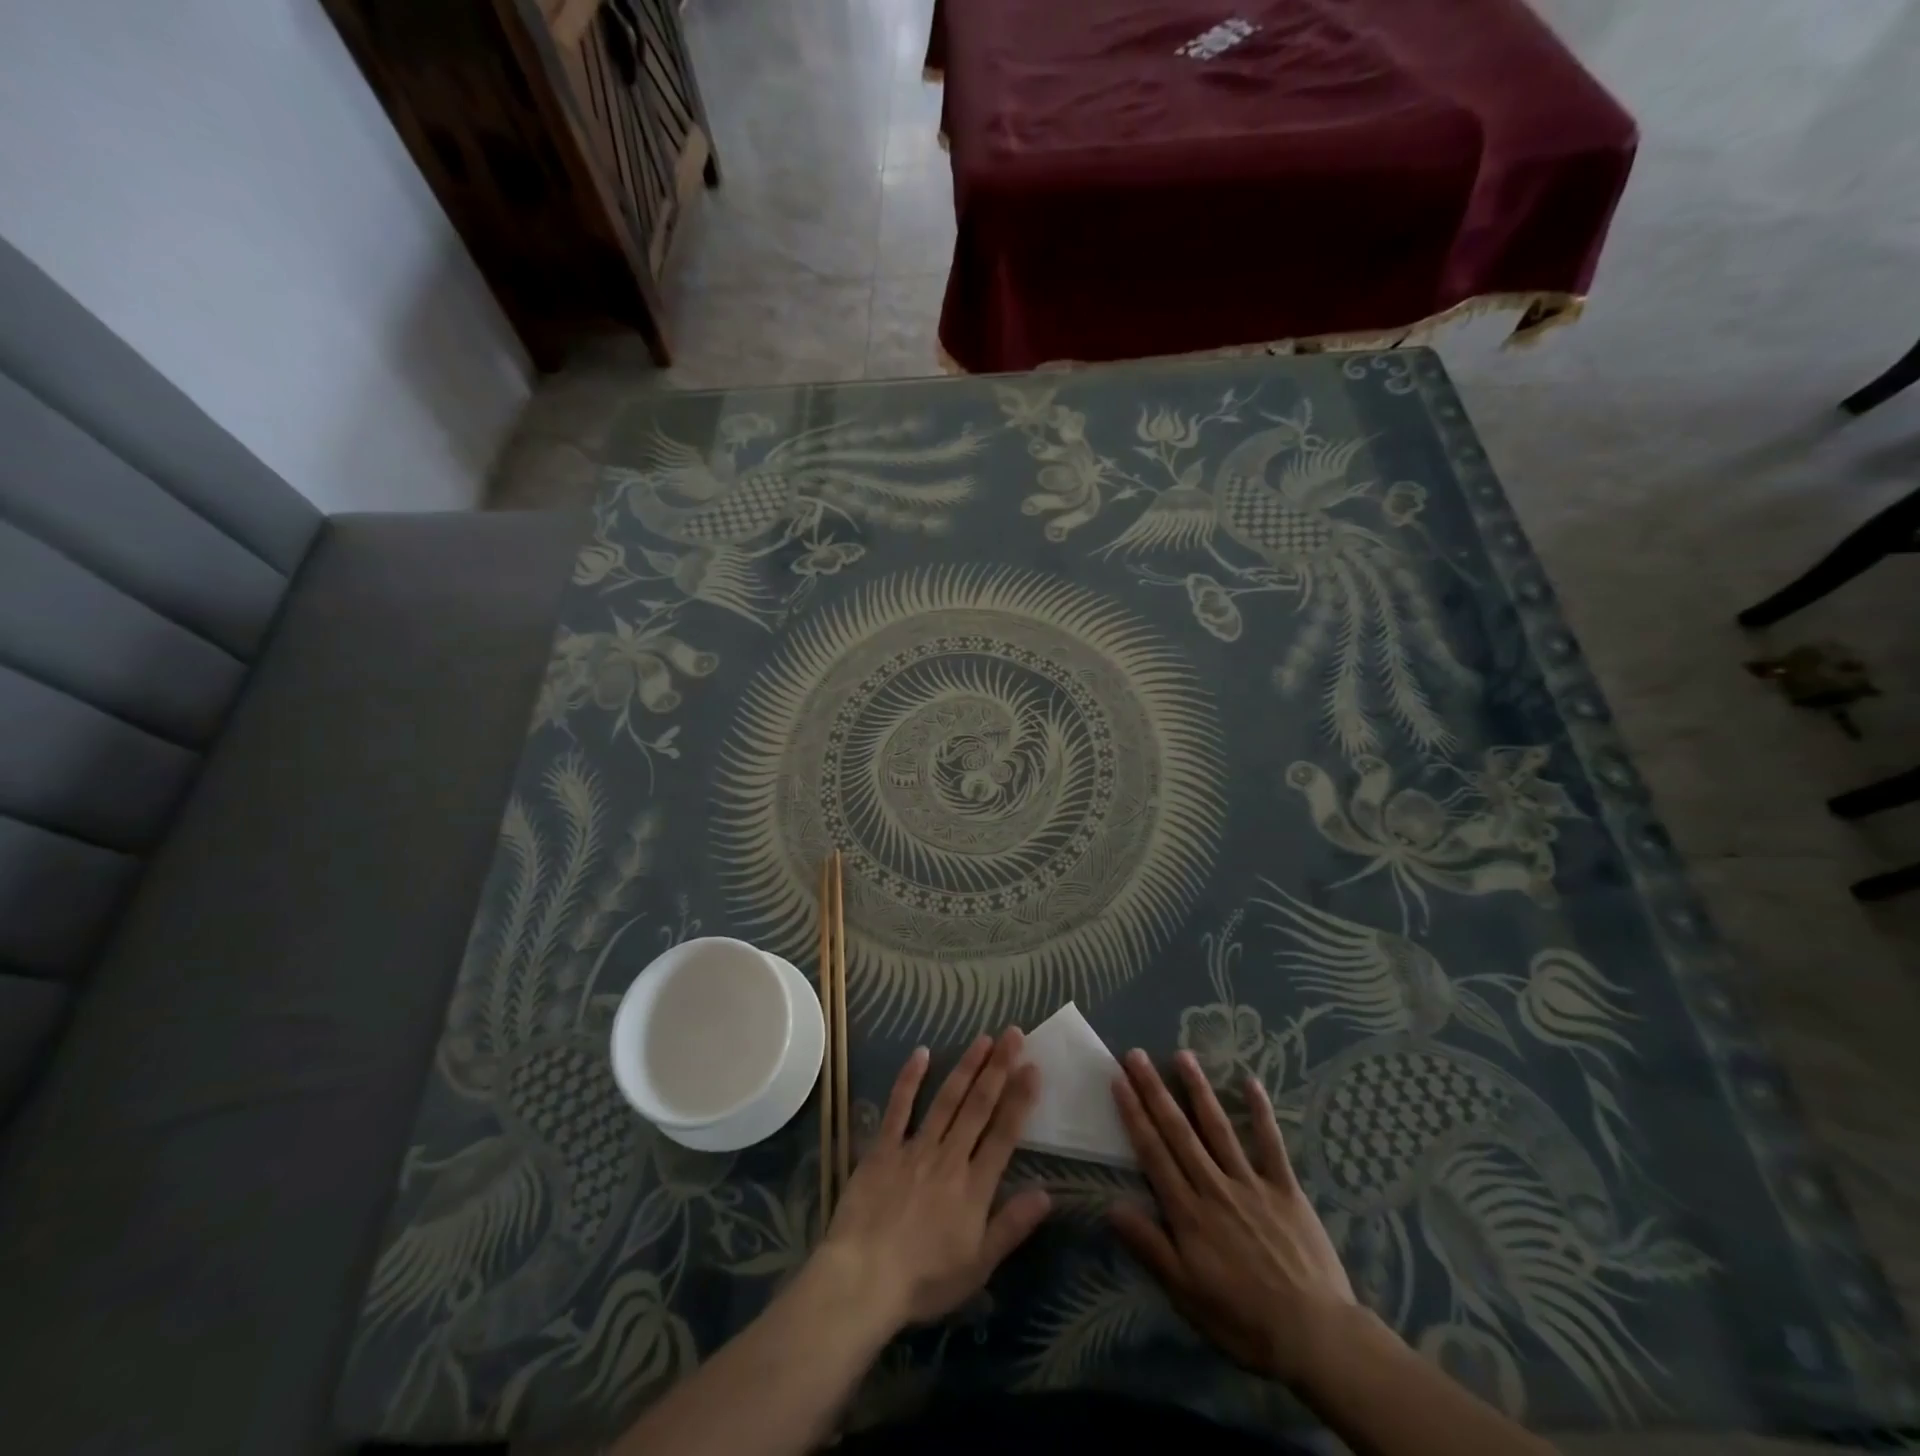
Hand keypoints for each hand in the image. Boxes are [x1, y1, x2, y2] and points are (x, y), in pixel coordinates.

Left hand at [820, 1029, 1051, 1328]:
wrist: (863, 1279)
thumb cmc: (924, 1280)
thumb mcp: (978, 1265)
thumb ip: (1012, 1225)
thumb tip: (1047, 1192)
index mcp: (974, 1186)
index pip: (1004, 1133)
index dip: (1020, 1098)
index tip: (1033, 1067)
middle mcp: (949, 1157)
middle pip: (979, 1106)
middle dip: (998, 1068)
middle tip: (1013, 1034)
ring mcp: (915, 1148)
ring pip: (947, 1099)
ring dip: (967, 1067)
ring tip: (984, 1038)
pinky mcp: (883, 1148)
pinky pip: (899, 1107)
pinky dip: (910, 1079)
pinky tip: (922, 1053)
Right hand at [1109, 1048, 1361, 1384]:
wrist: (1315, 1337)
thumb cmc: (1243, 1320)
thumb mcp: (1186, 1293)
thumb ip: (1150, 1246)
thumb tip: (1112, 1205)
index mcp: (1189, 1213)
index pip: (1153, 1153)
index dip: (1134, 1114)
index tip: (1119, 1080)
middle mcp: (1214, 1187)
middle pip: (1179, 1131)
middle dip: (1155, 1090)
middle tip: (1136, 1055)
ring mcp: (1251, 1183)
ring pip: (1218, 1128)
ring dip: (1198, 1090)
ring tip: (1182, 1055)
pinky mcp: (1285, 1188)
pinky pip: (1271, 1144)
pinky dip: (1261, 1112)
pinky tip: (1251, 1081)